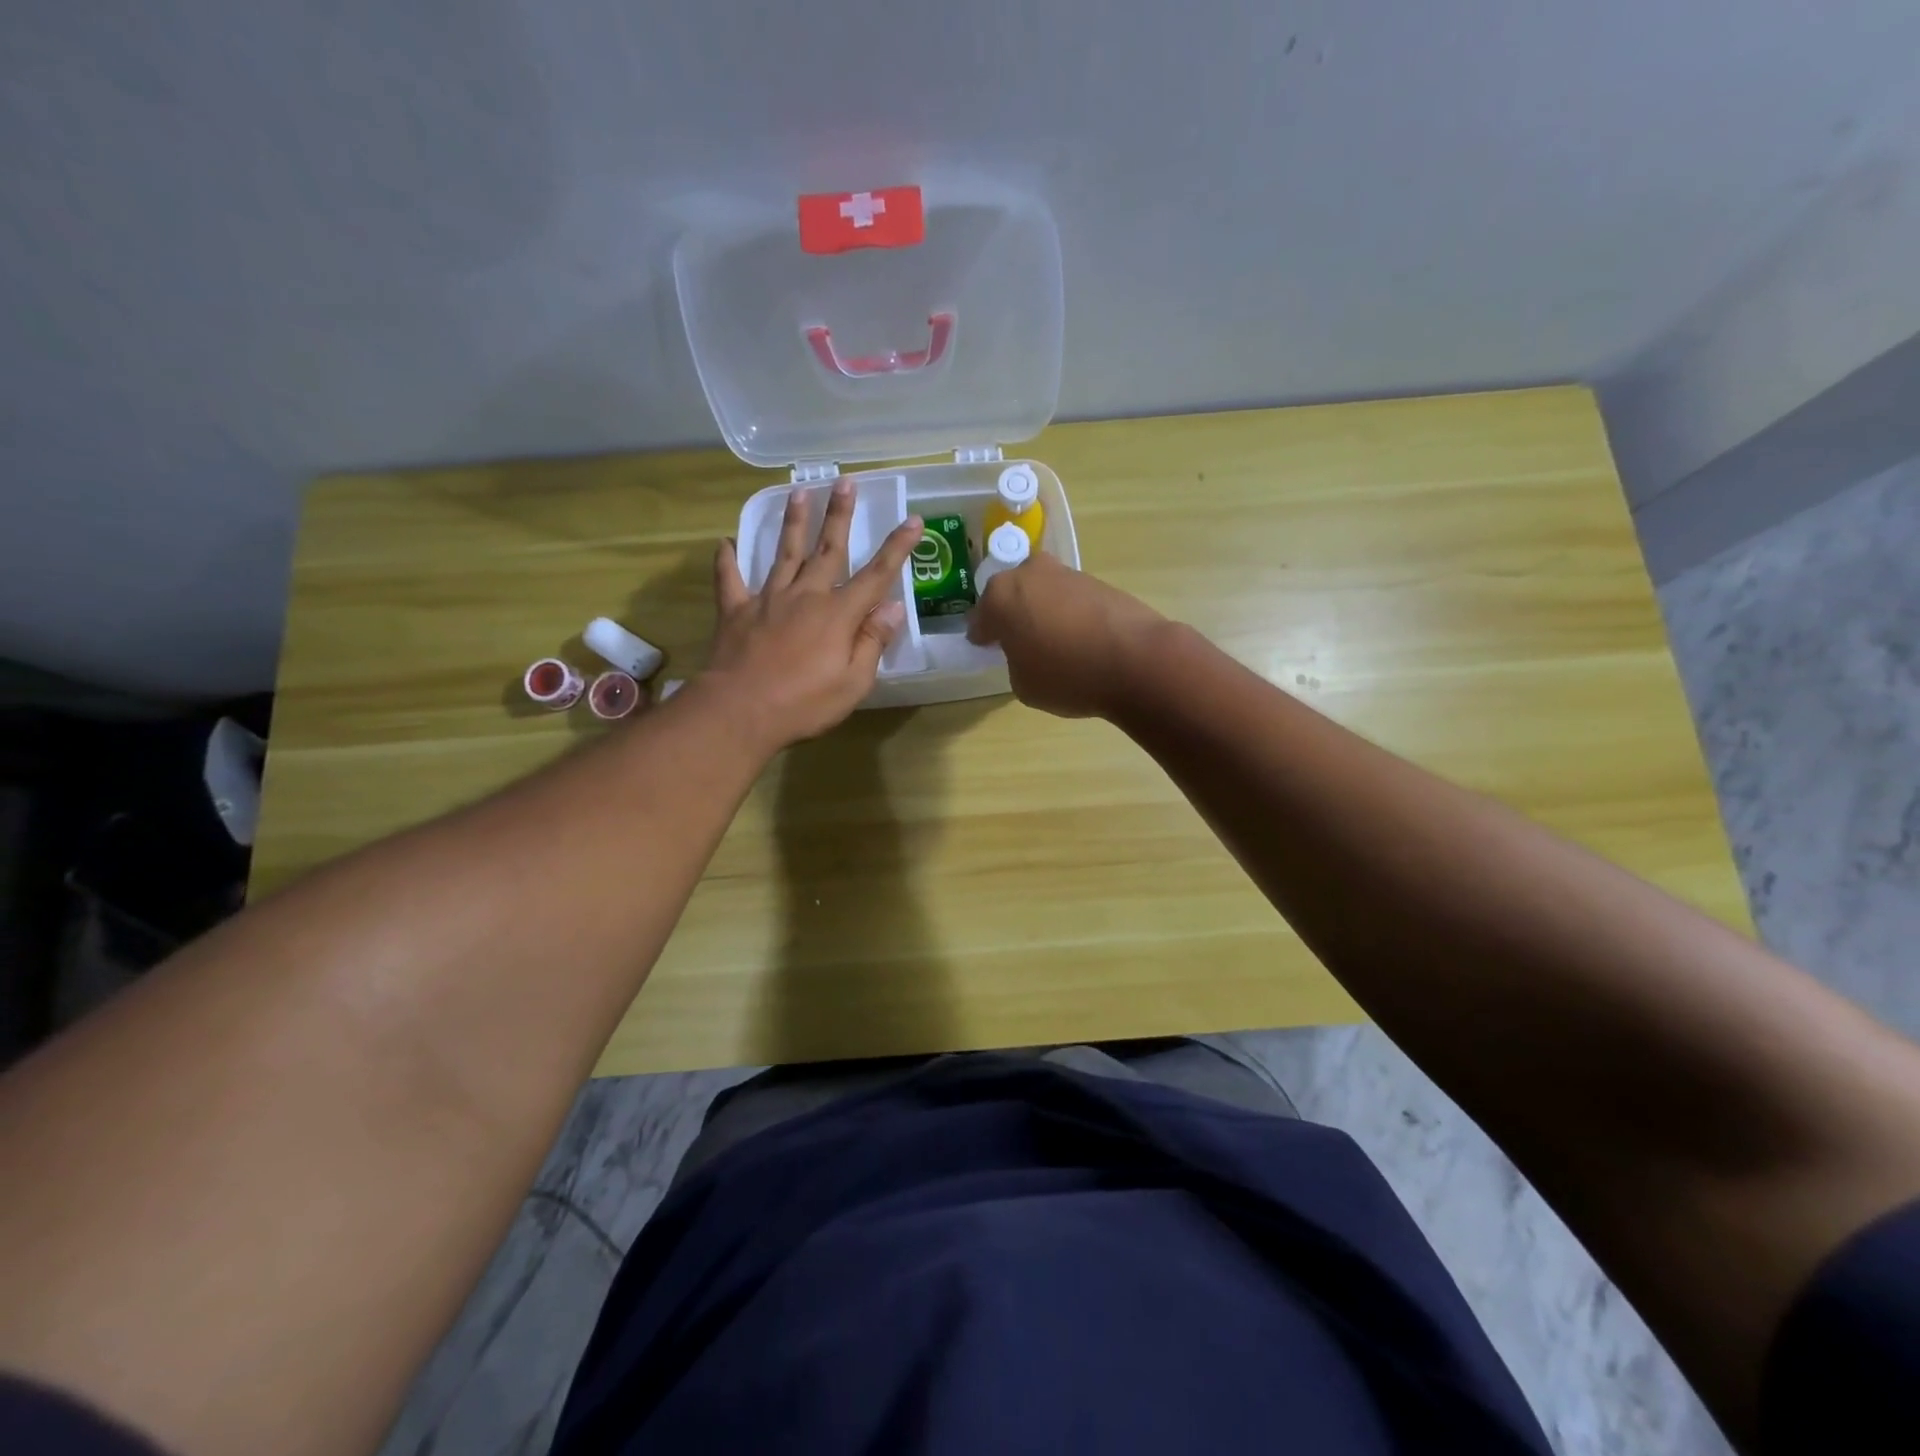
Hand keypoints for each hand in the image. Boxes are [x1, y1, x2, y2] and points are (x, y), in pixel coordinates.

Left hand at [703, 478, 921, 747]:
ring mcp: (768, 599)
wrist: (741, 711)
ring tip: (798, 492)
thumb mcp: (853, 682)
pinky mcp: (736, 611)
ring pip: (783, 553)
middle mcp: (806, 596)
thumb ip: (872, 641)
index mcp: (838, 614)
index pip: (876, 575)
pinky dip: (727, 561)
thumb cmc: (804, 703)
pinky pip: (730, 580)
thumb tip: (893, 606)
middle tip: (845, 482)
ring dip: (793, 523)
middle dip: (839, 515)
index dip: (897, 547)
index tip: (913, 520)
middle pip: (828, 549)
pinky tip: (724, 543)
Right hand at [967, 554, 1168, 718]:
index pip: (980, 618)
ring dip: (1043, 612)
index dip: (983, 638)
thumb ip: (1015, 661)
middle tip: (1020, 643)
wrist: (1137, 661)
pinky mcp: (1098, 581)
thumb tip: (1028, 652)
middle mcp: (1030, 574)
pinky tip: (1081, 640)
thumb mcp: (1023, 684)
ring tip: (1055, 644)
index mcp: (1001, 596)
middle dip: (1013, 616)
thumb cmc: (1067, 676)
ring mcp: (1067, 574)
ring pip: (1043, 593)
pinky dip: (1070, 615)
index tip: (988, 650)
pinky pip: (1071, 600)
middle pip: (1012, 595)